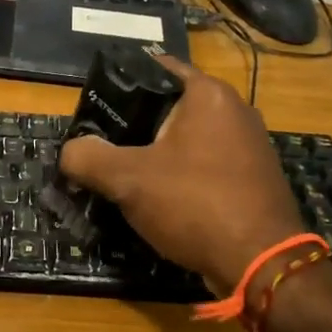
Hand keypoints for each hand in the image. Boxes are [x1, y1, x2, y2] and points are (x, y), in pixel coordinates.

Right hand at [59, 54, 302, 293]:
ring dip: (157, 154)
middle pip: (170, 106)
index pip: (155, 68)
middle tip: (102, 145)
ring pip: (188, 139)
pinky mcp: (254, 177)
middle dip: (135, 125)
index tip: (94, 107)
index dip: (119, 84)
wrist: (262, 264)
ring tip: (125, 174)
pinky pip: (206, 164)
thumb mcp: (128, 179)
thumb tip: (70, 152)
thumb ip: (88, 158)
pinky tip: (160, 199)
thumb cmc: (194, 204)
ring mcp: (250, 145)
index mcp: (208, 94)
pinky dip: (182, 175)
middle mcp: (235, 110)